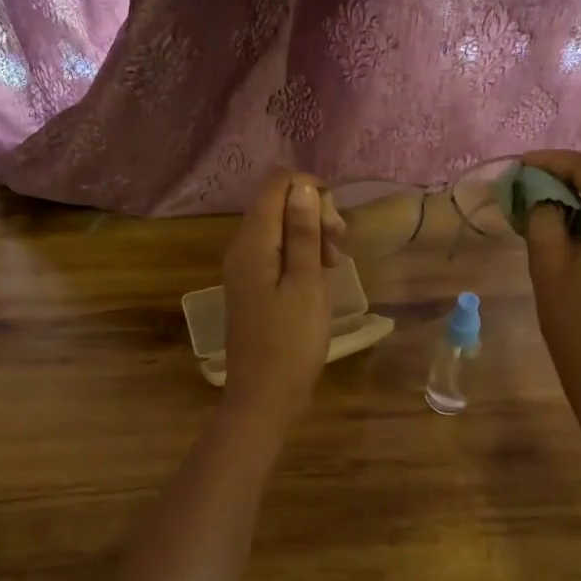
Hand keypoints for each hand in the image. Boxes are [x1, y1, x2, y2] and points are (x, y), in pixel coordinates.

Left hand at [220, 169, 343, 421]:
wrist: (263, 397)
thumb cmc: (291, 342)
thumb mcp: (306, 283)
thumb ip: (303, 233)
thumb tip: (302, 187)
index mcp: (253, 241)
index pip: (276, 183)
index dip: (310, 189)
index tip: (335, 223)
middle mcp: (242, 247)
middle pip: (277, 203)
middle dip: (313, 213)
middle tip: (338, 246)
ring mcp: (245, 267)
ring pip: (280, 228)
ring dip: (311, 235)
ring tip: (334, 264)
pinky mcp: (253, 285)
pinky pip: (277, 252)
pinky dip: (300, 255)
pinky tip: (320, 275)